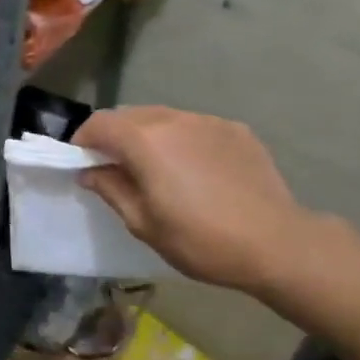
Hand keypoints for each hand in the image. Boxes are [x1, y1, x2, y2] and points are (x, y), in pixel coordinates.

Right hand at [73, 107, 321, 294]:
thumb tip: (89, 171)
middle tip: (115, 167)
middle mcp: (174, 119)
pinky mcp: (235, 130)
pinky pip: (194, 127)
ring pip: (163, 118)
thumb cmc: (201, 240)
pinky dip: (181, 140)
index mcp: (145, 141)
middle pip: (129, 115)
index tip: (82, 162)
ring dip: (148, 136)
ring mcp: (208, 121)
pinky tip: (194, 170)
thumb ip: (111, 189)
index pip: (99, 123)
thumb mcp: (144, 223)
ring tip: (156, 168)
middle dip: (114, 135)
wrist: (277, 244)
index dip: (83, 140)